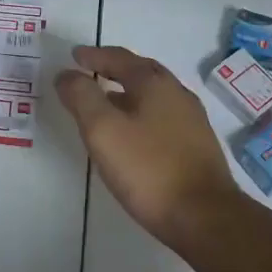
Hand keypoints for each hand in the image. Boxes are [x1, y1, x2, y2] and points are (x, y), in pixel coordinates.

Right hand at [56, 46, 239, 251]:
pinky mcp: (197, 146)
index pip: (120, 58)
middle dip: (114, 69)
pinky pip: (163, 118)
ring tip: (106, 104)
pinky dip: (142, 114)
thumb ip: (82, 97)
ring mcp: (192, 121)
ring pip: (154, 96)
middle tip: (91, 73)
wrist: (204, 217)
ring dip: (128, 93)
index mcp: (154, 83)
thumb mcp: (103, 130)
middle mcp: (177, 94)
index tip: (74, 57)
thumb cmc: (148, 169)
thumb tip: (67, 74)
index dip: (94, 55)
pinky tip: (132, 135)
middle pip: (142, 72)